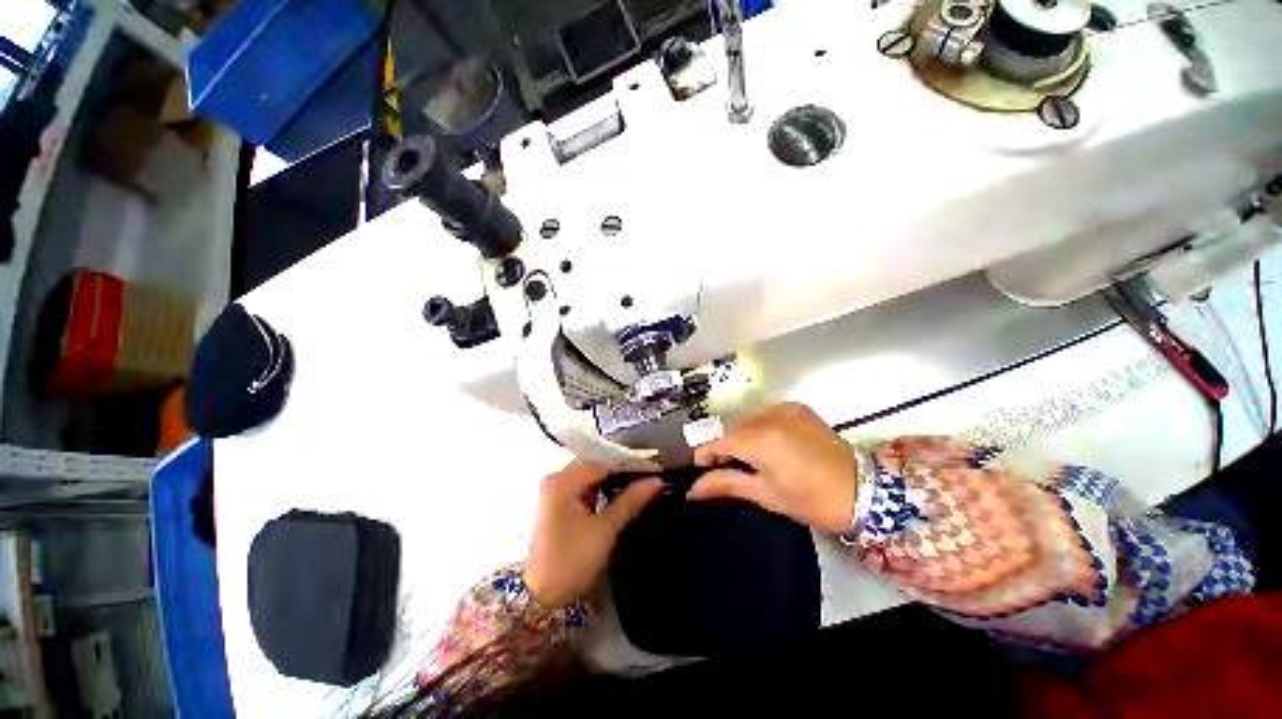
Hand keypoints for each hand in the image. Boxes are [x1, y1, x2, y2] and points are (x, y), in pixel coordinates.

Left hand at [524, 460, 663, 608]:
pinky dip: (605, 486)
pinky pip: (587, 485)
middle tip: (651, 471)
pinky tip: (623, 490)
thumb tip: (657, 480)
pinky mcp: (560, 501)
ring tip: (642, 478)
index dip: (630, 462)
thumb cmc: (572, 562)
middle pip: (596, 463)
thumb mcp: (605, 530)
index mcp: (564, 481)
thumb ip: (631, 500)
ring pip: (592, 473)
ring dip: (615, 476)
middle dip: (623, 467)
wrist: (542, 597)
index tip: (655, 466)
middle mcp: (558, 478)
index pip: (603, 461)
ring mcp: (558, 489)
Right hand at [689, 403, 857, 534]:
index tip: (698, 465)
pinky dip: (759, 427)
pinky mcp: (798, 408)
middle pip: (733, 428)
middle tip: (723, 466)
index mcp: (760, 440)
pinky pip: (766, 414)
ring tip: (746, 457)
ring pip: (748, 419)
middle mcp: (769, 417)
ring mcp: (785, 409)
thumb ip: (726, 483)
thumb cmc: (811, 500)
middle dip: (724, 445)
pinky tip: (767, 444)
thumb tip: (692, 490)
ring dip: (741, 436)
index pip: (720, 440)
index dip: (705, 452)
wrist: (863, 490)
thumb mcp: (765, 494)